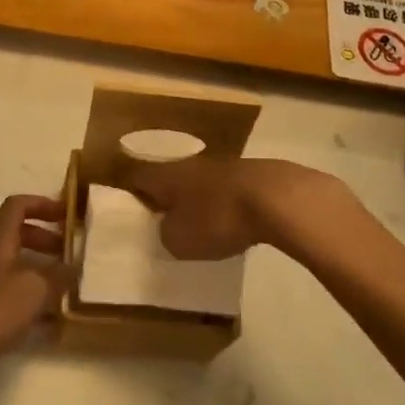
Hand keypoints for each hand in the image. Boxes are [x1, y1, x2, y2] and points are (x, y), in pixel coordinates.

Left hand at [0, 195, 69, 393]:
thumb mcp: (35, 289)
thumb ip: (59, 275)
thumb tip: (76, 266)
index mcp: (0, 240)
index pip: (18, 206)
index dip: (42, 203)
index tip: (67, 214)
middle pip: (19, 234)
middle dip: (46, 238)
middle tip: (71, 251)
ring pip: (18, 265)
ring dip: (43, 269)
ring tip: (69, 284)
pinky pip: (15, 294)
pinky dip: (35, 299)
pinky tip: (55, 319)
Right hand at [129, 157, 360, 261]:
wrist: (277, 198)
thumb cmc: (217, 218)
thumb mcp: (178, 240)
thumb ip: (165, 234)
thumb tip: (168, 228)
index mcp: (166, 175)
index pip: (137, 178)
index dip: (130, 195)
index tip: (128, 212)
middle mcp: (189, 165)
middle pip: (169, 179)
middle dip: (165, 198)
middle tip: (162, 222)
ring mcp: (222, 167)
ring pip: (199, 184)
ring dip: (196, 202)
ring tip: (197, 226)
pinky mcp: (250, 176)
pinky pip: (225, 192)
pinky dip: (223, 206)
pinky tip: (231, 224)